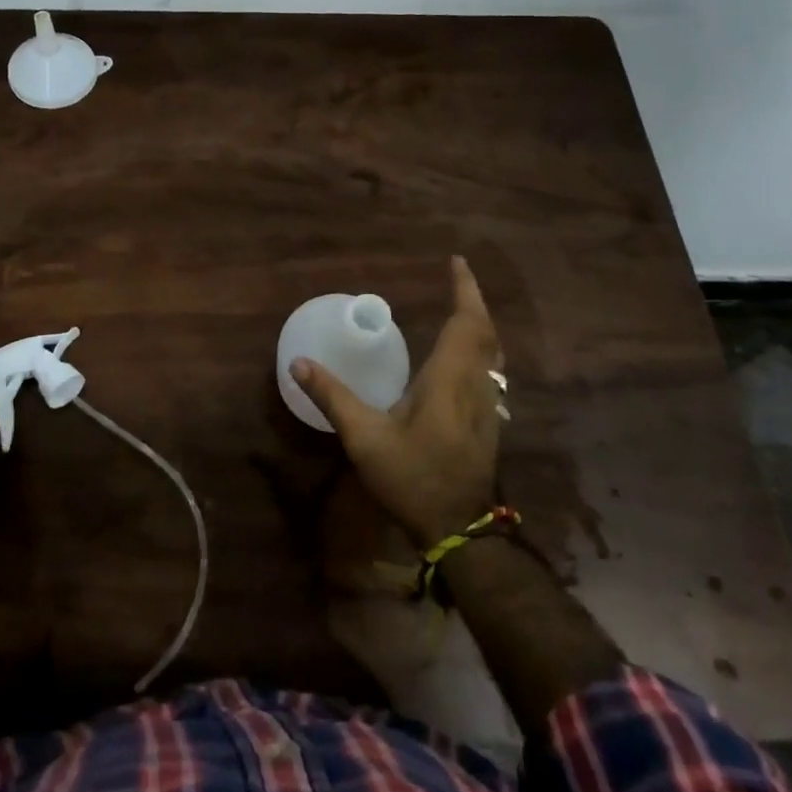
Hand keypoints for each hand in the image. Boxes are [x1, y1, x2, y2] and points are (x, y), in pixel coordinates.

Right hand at [291, 256, 504, 549]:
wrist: (459, 530)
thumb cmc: (412, 477)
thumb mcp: (365, 438)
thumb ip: (333, 397)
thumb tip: (299, 363)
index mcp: (449, 379)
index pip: (466, 322)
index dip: (464, 289)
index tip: (456, 261)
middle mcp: (476, 386)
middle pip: (485, 333)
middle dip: (472, 301)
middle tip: (455, 280)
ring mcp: (488, 406)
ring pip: (493, 353)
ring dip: (479, 326)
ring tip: (459, 309)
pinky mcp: (489, 424)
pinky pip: (490, 372)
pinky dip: (480, 350)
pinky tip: (462, 359)